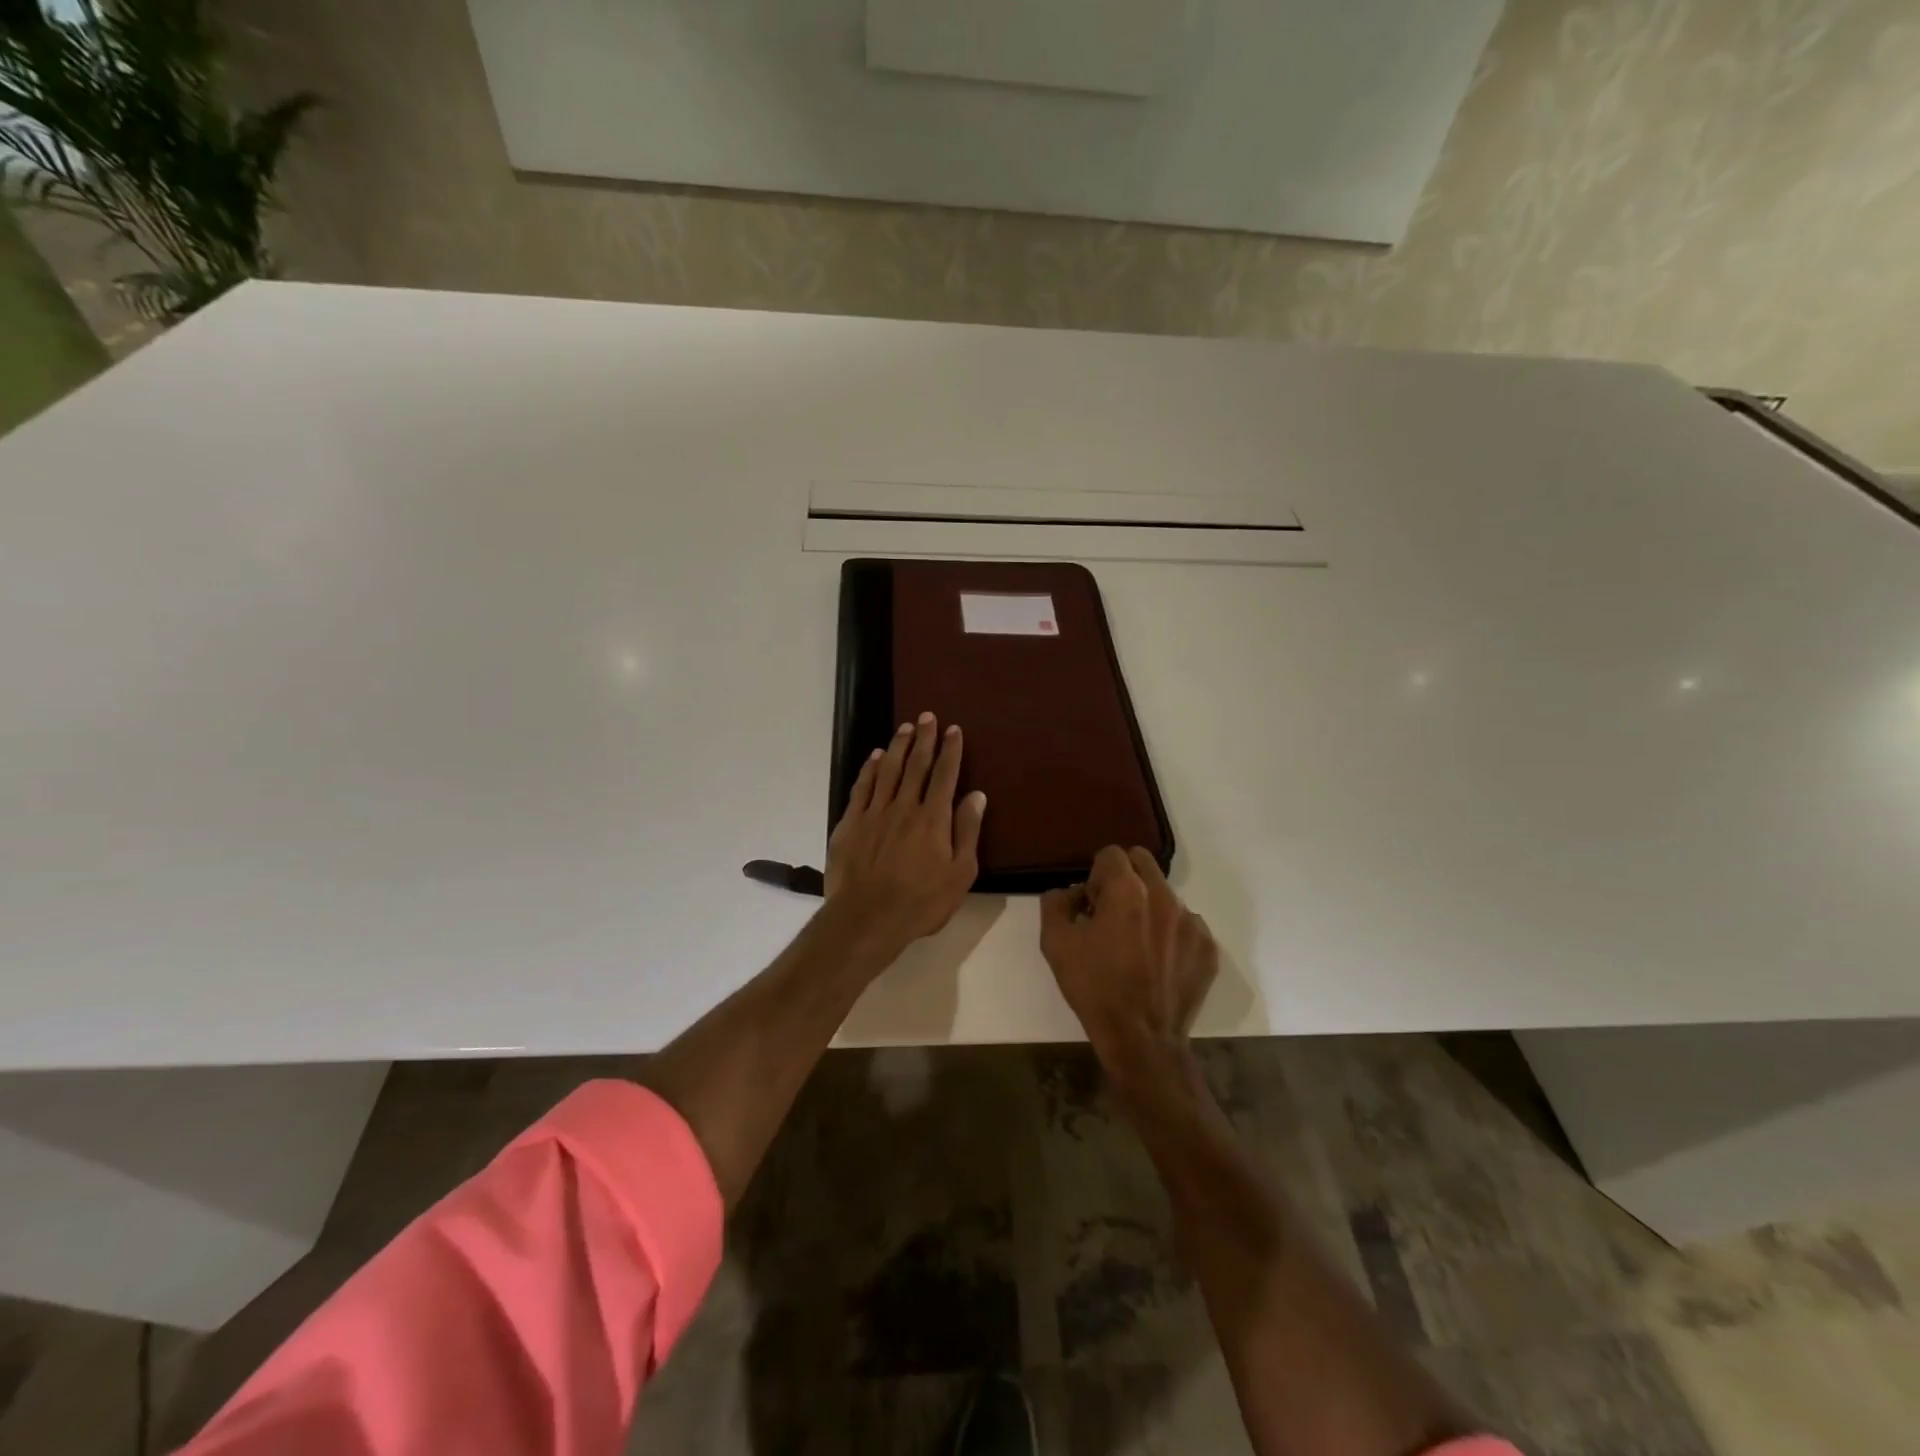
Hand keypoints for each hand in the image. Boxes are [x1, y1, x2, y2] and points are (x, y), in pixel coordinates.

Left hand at [824, 711, 986, 965]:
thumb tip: (976, 795)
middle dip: (925, 738)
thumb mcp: (959, 874)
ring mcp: (875, 812)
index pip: (945, 775)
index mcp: (934, 818)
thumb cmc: (921, 902)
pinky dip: (869, 769)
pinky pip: (862, 787)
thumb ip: (968, 831)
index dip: (951, 750)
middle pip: (916, 765)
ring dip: (898, 746)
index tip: (954, 729)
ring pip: (888, 770)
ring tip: (905, 728)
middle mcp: (905, 806)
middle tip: (928, 716)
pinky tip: (874, 757)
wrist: (867, 918)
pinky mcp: (851, 822)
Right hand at [1040, 846, 1217, 1065]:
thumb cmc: (1094, 988)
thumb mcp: (1055, 943)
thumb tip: (1071, 893)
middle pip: (1142, 862)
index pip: (1112, 854)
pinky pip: (1186, 924)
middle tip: (1111, 914)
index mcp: (1127, 890)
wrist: (1141, 1039)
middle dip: (1124, 879)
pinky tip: (1157, 962)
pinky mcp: (1208, 947)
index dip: (1096, 876)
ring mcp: (1192, 922)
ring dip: (1148, 906)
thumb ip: (1055, 903)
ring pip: (1165, 894)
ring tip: (1136, 944)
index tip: (1092, 904)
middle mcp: (1164, 896)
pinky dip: (1170, 933)